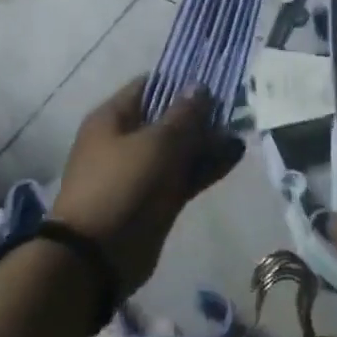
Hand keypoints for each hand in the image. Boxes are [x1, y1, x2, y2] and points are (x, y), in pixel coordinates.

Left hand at [51, 77, 244, 292]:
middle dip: (200, 114)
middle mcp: (125, 140)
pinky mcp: (155, 200)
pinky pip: (184, 176)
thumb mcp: (156, 143)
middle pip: (167, 118)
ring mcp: (141, 172)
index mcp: (113, 118)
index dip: (180, 81)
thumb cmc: (122, 185)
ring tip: (240, 131)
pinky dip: (206, 166)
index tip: (212, 79)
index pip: (149, 86)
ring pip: (179, 149)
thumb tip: (199, 87)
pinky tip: (234, 156)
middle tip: (235, 106)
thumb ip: (183, 115)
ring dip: (207, 141)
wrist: (97, 257)